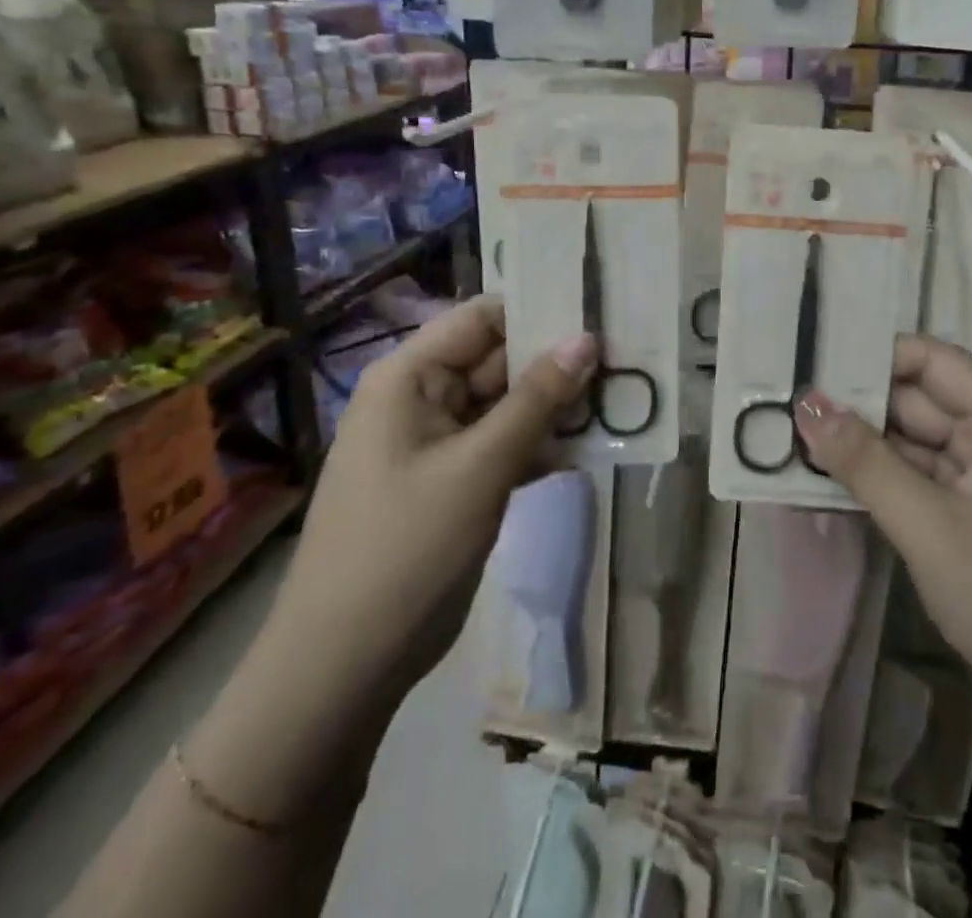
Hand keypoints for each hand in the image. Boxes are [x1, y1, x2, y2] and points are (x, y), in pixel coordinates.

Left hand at [268, 297, 597, 690]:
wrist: (346, 663)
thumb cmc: (405, 547)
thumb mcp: (479, 466)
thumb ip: (537, 399)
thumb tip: (587, 338)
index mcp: (409, 377)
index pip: (482, 318)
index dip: (538, 308)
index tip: (598, 307)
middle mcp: (423, 398)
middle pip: (500, 358)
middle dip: (558, 359)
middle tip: (625, 352)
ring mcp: (441, 441)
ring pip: (509, 403)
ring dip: (558, 403)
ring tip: (623, 393)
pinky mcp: (457, 480)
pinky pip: (507, 443)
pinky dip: (545, 443)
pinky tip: (594, 444)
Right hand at [793, 336, 971, 743]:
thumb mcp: (932, 530)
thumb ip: (866, 463)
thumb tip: (805, 403)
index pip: (931, 360)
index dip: (873, 355)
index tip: (811, 361)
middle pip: (916, 400)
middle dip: (855, 403)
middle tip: (783, 400)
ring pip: (910, 441)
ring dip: (859, 442)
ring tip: (789, 430)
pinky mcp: (968, 514)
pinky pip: (915, 479)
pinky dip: (876, 478)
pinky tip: (824, 474)